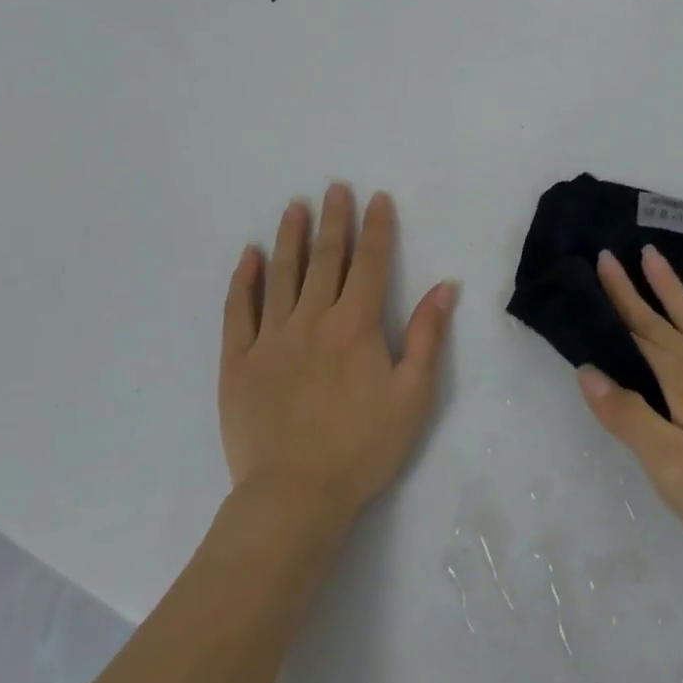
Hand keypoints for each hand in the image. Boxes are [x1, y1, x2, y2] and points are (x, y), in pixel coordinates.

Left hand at [220, 185, 457, 527]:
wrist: (295, 495)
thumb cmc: (363, 446)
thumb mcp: (413, 396)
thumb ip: (427, 336)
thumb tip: (445, 287)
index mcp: (356, 326)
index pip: (369, 264)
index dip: (376, 228)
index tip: (376, 198)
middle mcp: (312, 319)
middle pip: (325, 259)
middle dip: (334, 220)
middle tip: (334, 187)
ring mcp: (270, 338)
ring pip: (282, 275)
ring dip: (290, 237)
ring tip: (295, 207)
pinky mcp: (238, 361)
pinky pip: (238, 310)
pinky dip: (243, 280)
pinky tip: (247, 256)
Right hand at [577, 246, 682, 595]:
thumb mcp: (668, 469)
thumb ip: (627, 415)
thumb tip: (588, 369)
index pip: (642, 331)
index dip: (620, 297)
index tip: (603, 261)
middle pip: (669, 319)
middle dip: (641, 286)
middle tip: (620, 252)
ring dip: (678, 288)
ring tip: (657, 258)